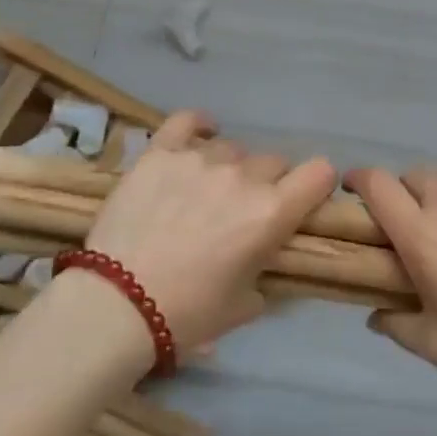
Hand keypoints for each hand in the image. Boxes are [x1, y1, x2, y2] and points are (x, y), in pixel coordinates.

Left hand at [84, 111, 336, 350]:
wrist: (117, 305)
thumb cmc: (187, 314)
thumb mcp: (245, 304)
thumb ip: (264, 269)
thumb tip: (263, 257)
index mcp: (271, 212)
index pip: (320, 173)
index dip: (316, 185)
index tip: (304, 200)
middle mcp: (243, 176)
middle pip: (273, 162)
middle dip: (267, 184)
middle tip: (242, 211)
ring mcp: (199, 159)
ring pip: (231, 148)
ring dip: (229, 167)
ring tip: (204, 191)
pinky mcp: (160, 153)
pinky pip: (186, 121)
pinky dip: (197, 125)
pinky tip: (199, 133)